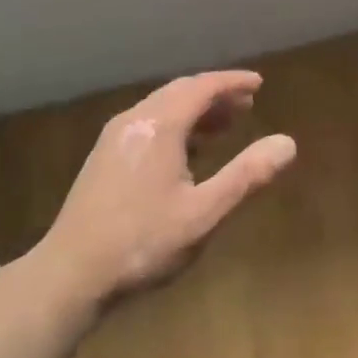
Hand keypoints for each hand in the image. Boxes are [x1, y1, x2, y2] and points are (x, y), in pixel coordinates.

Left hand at [39, 71, 295, 308]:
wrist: (68, 275)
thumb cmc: (142, 243)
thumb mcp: (204, 213)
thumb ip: (247, 175)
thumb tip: (288, 143)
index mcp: (160, 125)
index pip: (202, 87)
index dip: (233, 82)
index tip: (259, 83)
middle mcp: (135, 120)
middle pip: (181, 92)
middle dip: (215, 94)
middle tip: (247, 103)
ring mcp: (114, 138)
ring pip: (162, 107)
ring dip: (195, 110)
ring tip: (224, 125)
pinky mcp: (103, 158)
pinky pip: (147, 124)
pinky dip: (175, 124)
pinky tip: (186, 152)